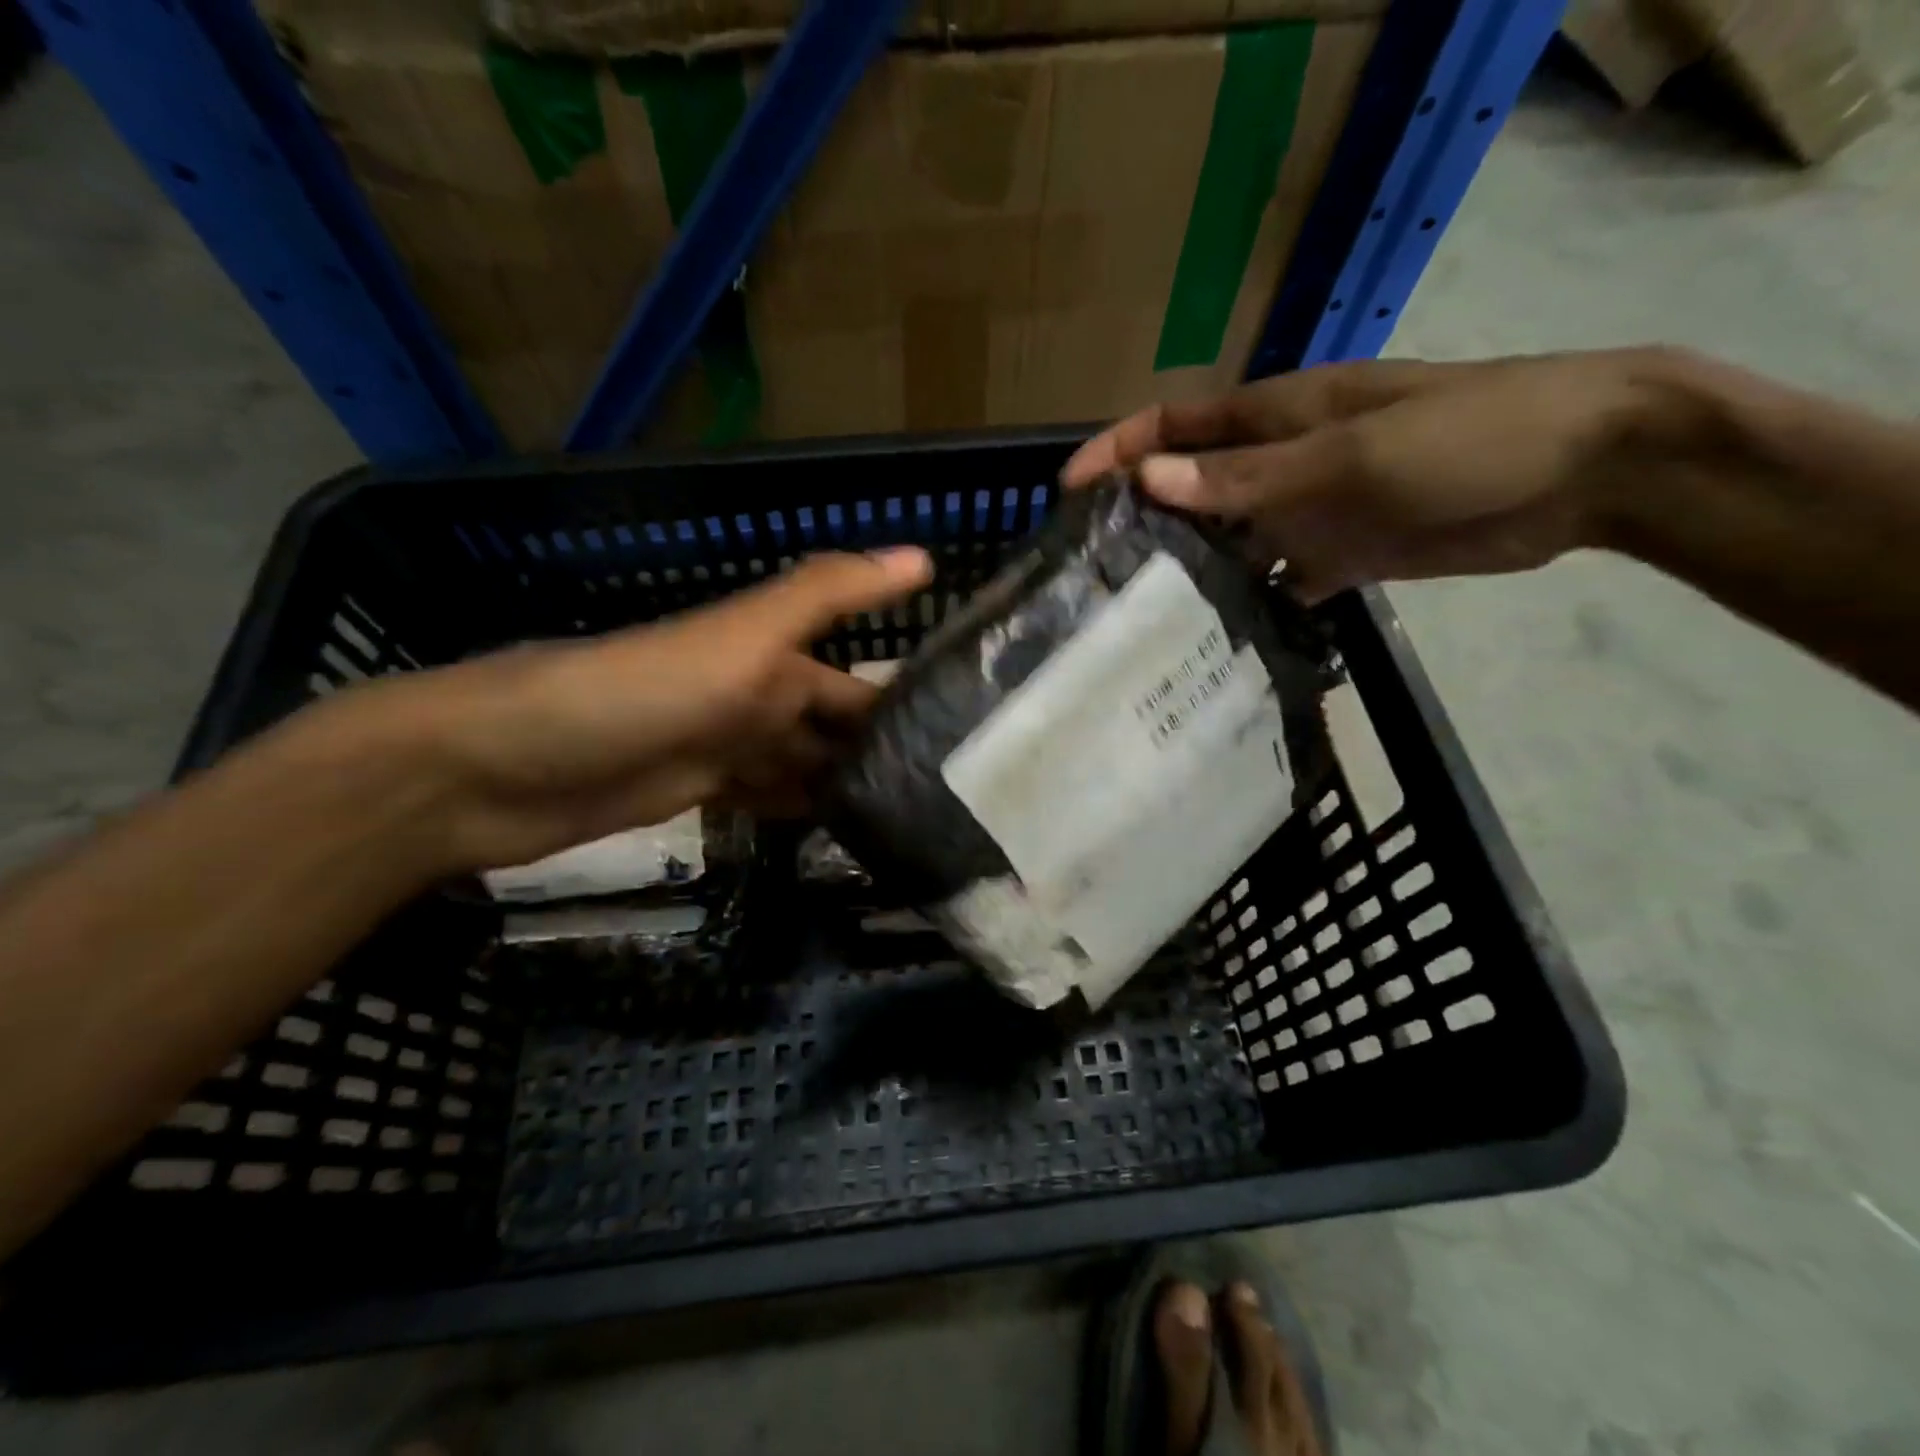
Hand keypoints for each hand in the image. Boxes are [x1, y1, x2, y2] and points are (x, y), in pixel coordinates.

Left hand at [322, 548, 932, 874]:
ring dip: (848, 785)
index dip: (906, 696)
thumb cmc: (633, 694)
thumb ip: (825, 595)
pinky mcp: (695, 795)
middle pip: (832, 726)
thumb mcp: (738, 637)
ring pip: (803, 765)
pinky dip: (801, 811)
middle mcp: (753, 696)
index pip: (855, 678)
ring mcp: (723, 748)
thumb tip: (923, 555)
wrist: (498, 767)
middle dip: (883, 751)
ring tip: (914, 820)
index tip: (970, 733)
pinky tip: (840, 832)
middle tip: (953, 795)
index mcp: (769, 656)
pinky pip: (765, 799)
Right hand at [1063, 350, 1685, 600]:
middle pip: (1190, 488)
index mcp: (1276, 416)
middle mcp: (1280, 462)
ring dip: (1189, 570)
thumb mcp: (1348, 456)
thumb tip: (1150, 482)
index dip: (1116, 452)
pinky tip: (1216, 641)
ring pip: (1227, 541)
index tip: (1064, 495)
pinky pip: (1275, 580)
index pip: (1174, 425)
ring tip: (1137, 621)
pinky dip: (1247, 604)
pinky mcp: (1339, 554)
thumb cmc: (1468, 437)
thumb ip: (1249, 478)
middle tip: (1091, 577)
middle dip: (1140, 521)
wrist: (1587, 471)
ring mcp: (1308, 511)